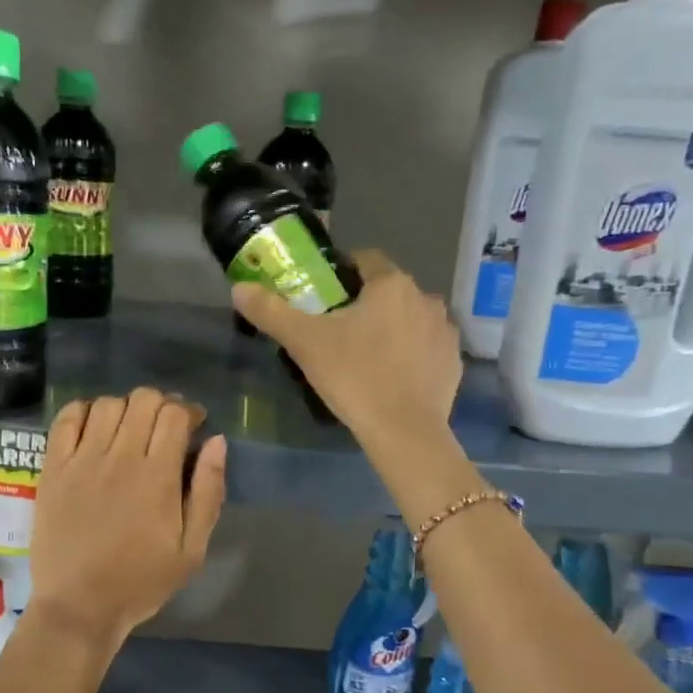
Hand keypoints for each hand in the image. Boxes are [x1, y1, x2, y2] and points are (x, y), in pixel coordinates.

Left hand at [27, 388, 227, 645]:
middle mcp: (120, 458)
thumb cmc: (141, 582)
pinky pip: (67, 419)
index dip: (189, 411)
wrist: (79, 606)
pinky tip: (94, 428)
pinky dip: (84, 411)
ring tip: (130, 430)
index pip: (175, 414)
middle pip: (144, 400)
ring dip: (126, 408)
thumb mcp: (191, 549)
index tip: (194, 426)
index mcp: (158, 477)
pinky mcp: (53, 468)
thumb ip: (208, 492)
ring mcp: (82, 460)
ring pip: (108, 404)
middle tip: (164, 429)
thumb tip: (217, 441)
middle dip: (161, 405)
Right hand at [232, 250, 460, 449]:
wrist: (405, 432)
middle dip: (364, 305)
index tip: (321, 297)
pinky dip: (409, 355)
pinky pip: (425, 348)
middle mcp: (425, 298)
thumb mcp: (305, 343)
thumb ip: (271, 311)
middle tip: (336, 334)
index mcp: (391, 284)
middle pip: (387, 292)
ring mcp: (445, 331)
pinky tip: (391, 378)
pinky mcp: (454, 362)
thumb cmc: (354, 377)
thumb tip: (239, 288)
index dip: (340, 274)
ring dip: (390, 329)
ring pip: (409, 319)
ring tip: (364, 358)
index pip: (364, 260)